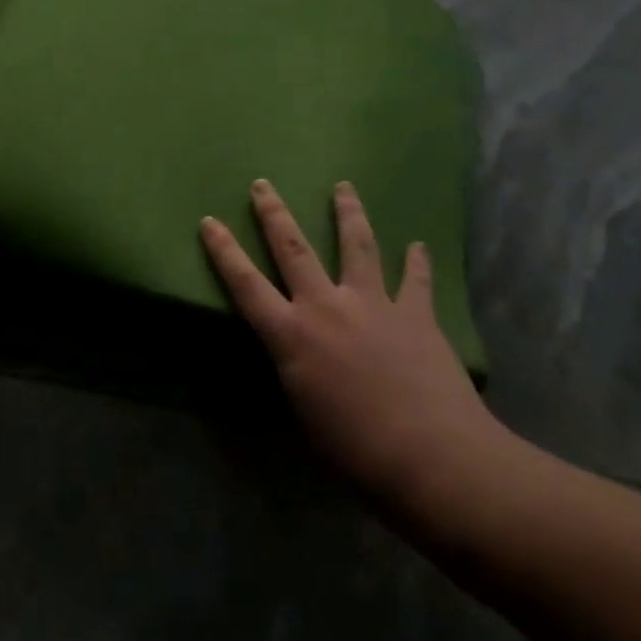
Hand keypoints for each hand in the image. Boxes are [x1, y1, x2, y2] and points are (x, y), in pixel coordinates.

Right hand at [201, 180, 502, 512]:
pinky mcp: (415, 314)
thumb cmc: (355, 449)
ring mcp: (373, 304)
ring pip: (357, 246)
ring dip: (348, 213)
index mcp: (292, 335)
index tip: (209, 221)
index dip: (224, 251)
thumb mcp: (304, 412)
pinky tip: (418, 245)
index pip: (245, 284)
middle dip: (274, 214)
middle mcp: (326, 306)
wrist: (431, 456)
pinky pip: (415, 280)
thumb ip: (296, 371)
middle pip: (294, 249)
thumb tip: (298, 356)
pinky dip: (416, 261)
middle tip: (263, 184)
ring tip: (344, 187)